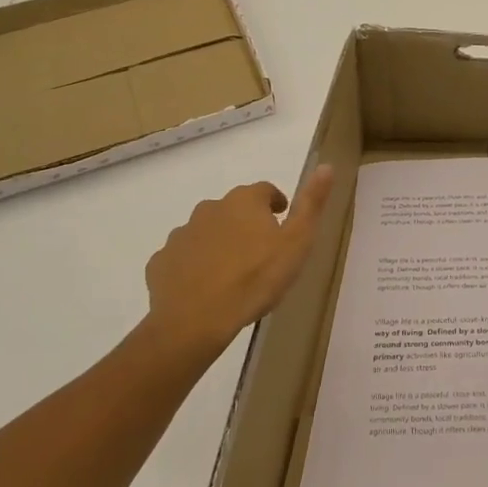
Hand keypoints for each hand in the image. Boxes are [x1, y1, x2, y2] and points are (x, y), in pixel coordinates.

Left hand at [142, 166, 334, 361]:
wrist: (195, 320)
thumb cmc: (255, 279)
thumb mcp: (296, 242)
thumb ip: (311, 204)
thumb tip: (326, 166)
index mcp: (244, 202)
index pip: (264, 190)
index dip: (275, 203)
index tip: (281, 219)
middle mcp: (209, 209)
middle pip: (232, 209)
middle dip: (245, 223)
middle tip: (259, 251)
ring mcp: (181, 234)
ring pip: (205, 232)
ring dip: (218, 243)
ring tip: (231, 272)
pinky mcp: (161, 262)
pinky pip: (182, 257)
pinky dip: (193, 265)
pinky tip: (202, 287)